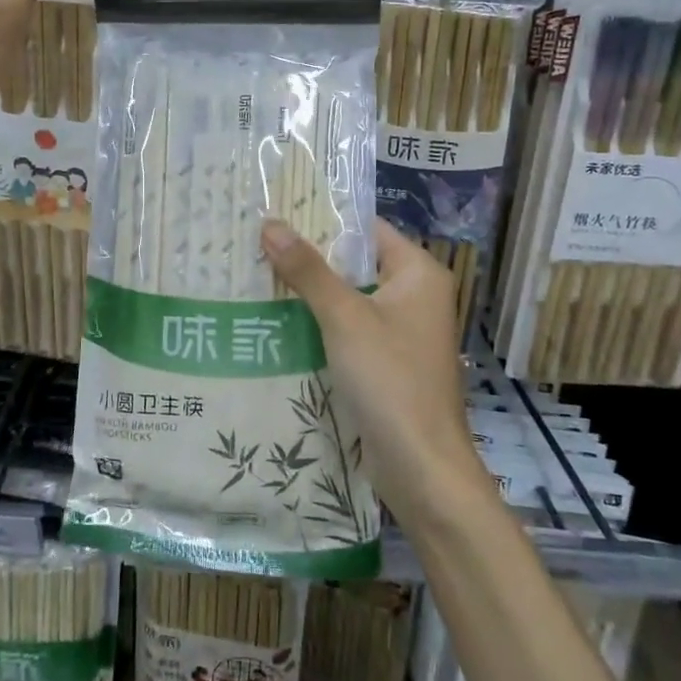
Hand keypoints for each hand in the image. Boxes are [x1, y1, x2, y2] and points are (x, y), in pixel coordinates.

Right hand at [259, 218, 482, 518]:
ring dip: (312, 291)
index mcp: (418, 273)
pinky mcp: (388, 362)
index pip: (368, 228)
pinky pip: (351, 329)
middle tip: (258, 243)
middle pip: (357, 262)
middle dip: (311, 256)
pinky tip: (279, 320)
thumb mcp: (344, 318)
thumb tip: (270, 224)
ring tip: (258, 274)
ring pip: (350, 298)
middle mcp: (415, 295)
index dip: (325, 219)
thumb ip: (308, 270)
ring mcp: (402, 331)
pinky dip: (321, 323)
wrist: (422, 468)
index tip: (279, 212)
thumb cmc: (390, 379)